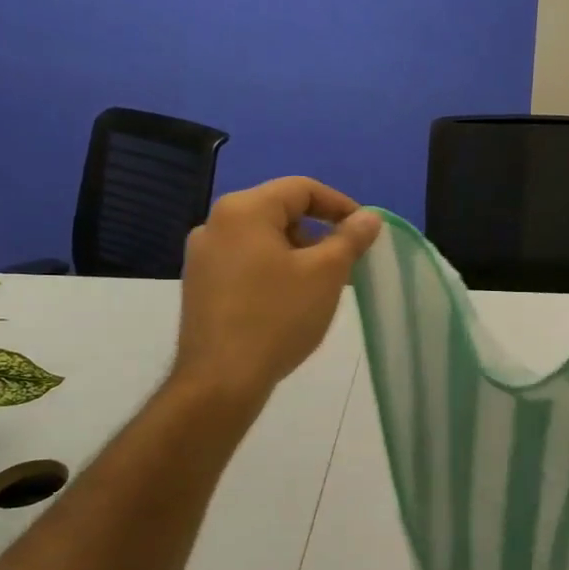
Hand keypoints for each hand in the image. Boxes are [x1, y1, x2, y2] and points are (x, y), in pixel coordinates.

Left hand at [170, 177, 380, 408]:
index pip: (302, 189)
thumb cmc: (278, 317)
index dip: (340, 205)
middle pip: (280, 212)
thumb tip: (369, 218)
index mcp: (244, 210)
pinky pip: (245, 263)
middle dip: (319, 233)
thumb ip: (350, 239)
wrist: (221, 380)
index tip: (365, 232)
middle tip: (346, 262)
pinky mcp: (200, 285)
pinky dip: (274, 270)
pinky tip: (291, 301)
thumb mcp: (325, 274)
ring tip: (322, 285)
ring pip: (262, 240)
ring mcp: (202, 256)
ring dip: (298, 253)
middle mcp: (215, 223)